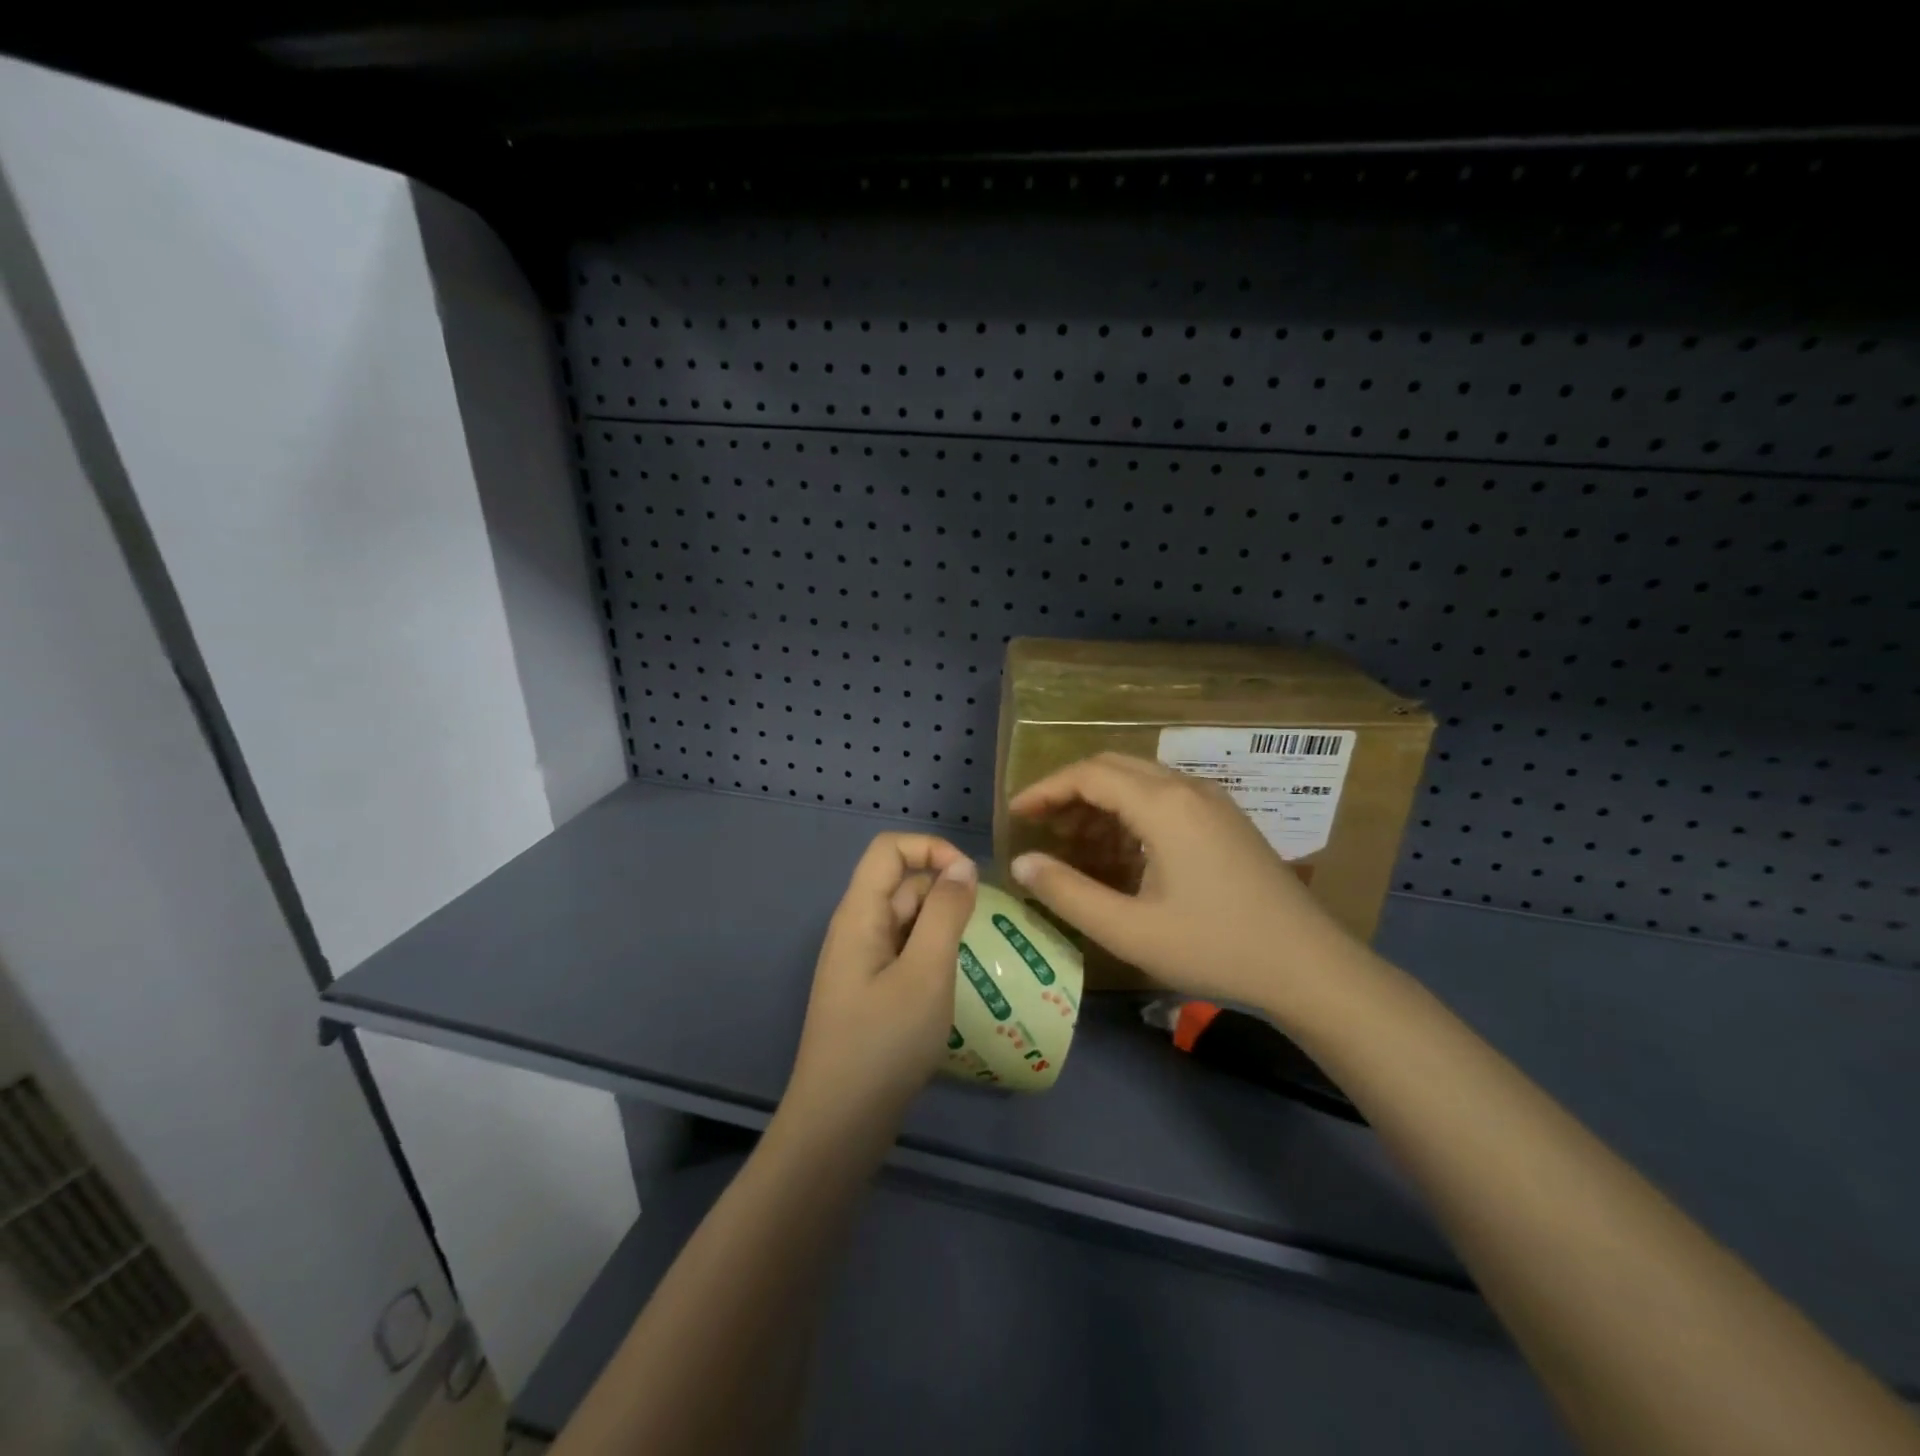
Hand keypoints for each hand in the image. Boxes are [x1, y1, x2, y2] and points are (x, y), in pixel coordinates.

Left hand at [785, 833, 977, 1132]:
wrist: (838, 1126)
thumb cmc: (884, 1044)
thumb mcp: (926, 973)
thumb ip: (946, 913)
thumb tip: (962, 866)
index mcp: (859, 914)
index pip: (889, 849)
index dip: (931, 849)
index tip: (971, 880)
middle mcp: (856, 929)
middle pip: (901, 885)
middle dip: (945, 894)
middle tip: (986, 931)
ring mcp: (860, 963)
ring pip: (907, 922)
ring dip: (943, 929)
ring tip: (979, 958)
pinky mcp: (869, 992)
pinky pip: (905, 954)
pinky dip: (933, 957)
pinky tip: (956, 986)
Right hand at [1009, 753, 1367, 1017]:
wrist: (1311, 968)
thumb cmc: (1216, 948)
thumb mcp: (1130, 930)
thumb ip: (1068, 893)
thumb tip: (1021, 862)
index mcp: (1164, 805)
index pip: (1089, 774)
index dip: (1046, 790)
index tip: (1016, 814)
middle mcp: (1188, 788)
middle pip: (1114, 768)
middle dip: (1070, 792)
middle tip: (1041, 827)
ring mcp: (1213, 802)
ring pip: (1140, 781)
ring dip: (1101, 803)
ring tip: (1074, 844)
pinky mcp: (1226, 820)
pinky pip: (1165, 799)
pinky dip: (1130, 814)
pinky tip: (1121, 854)